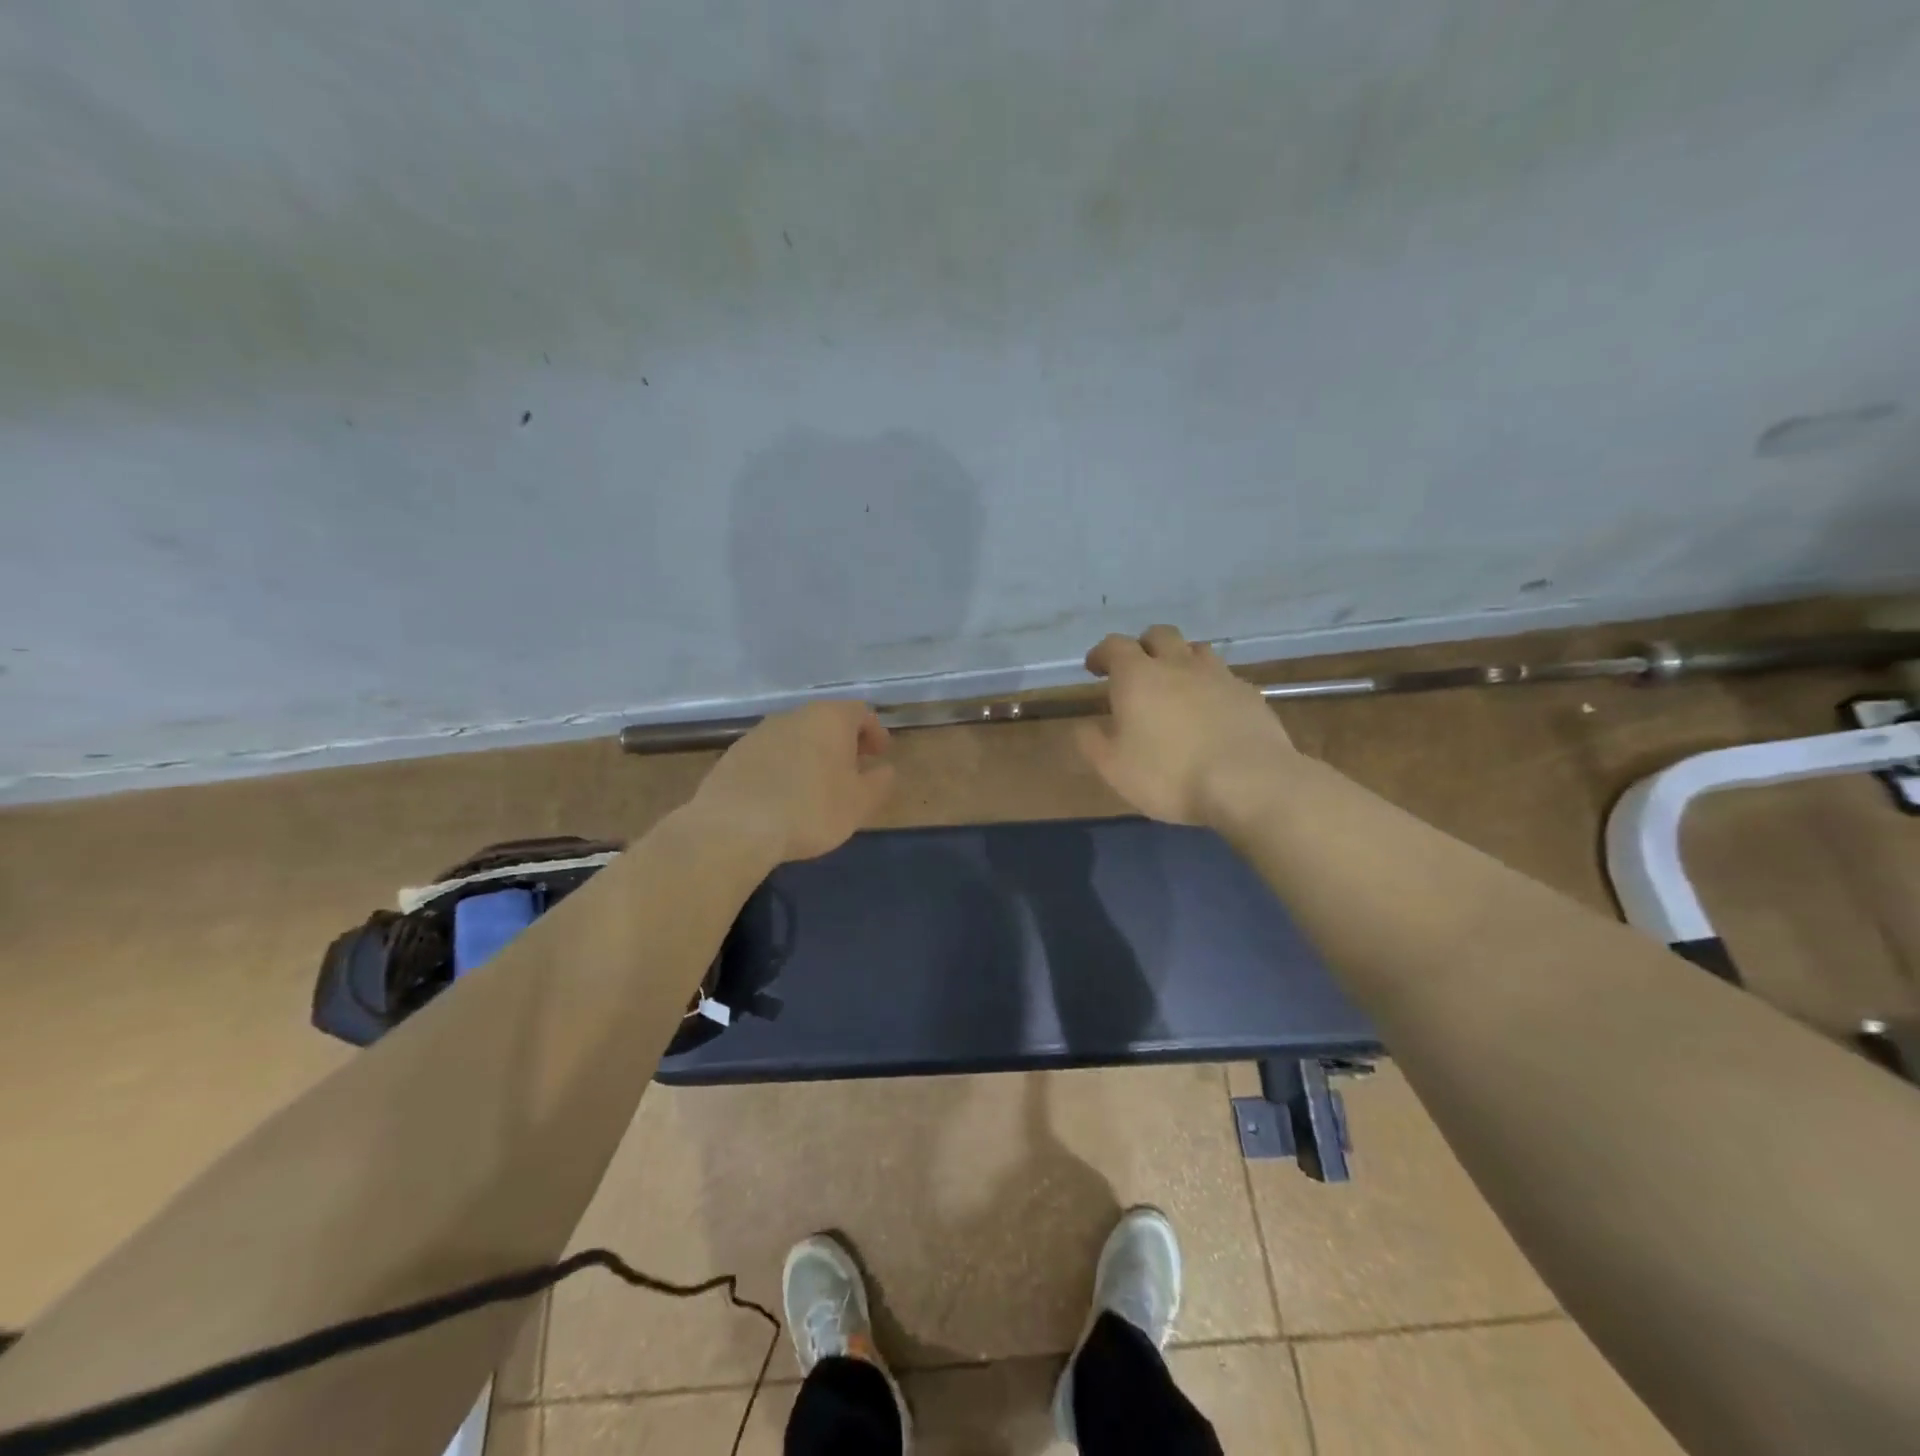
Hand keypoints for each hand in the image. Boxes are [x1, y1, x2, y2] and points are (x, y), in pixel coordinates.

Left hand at [690, 701, 896, 863]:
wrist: (734, 826)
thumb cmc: (810, 810)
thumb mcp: (859, 803)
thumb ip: (879, 783)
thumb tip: (885, 770)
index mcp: (830, 719)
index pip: (861, 712)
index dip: (875, 732)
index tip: (880, 755)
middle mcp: (795, 716)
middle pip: (827, 721)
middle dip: (843, 742)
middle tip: (853, 769)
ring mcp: (761, 732)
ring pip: (797, 736)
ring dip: (812, 754)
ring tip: (818, 785)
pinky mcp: (735, 754)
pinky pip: (771, 754)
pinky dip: (785, 766)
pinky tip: (784, 795)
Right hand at [1077, 625, 1297, 825]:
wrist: (1250, 782)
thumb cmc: (1169, 774)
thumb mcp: (1113, 768)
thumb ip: (1091, 742)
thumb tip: (1083, 725)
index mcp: (1138, 676)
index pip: (1114, 646)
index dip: (1101, 653)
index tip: (1095, 668)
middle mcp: (1178, 664)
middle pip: (1159, 635)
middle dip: (1143, 647)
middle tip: (1136, 671)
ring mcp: (1219, 675)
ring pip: (1196, 650)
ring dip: (1180, 660)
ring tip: (1175, 686)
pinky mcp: (1249, 694)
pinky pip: (1224, 677)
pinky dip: (1210, 685)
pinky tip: (1211, 711)